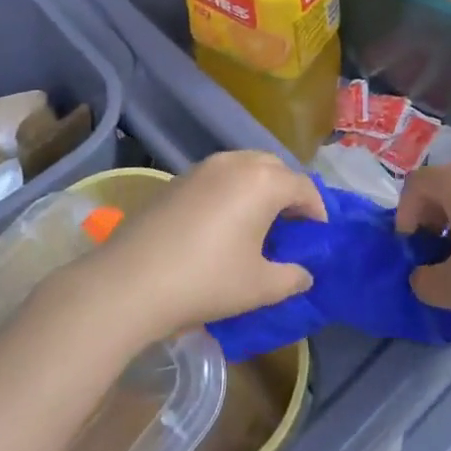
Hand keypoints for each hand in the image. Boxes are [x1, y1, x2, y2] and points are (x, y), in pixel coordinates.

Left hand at [87, 151, 326, 340]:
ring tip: (258, 224)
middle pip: (274, 168)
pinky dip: (232, 191)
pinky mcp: (178, 179)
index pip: (303, 187)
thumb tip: (303, 273)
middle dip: (289, 193)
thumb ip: (291, 277)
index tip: (319, 236)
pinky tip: (223, 224)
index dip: (317, 211)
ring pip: (244, 167)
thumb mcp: (259, 287)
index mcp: (263, 182)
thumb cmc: (206, 280)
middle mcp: (236, 163)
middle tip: (291, 227)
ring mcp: (203, 167)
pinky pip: (218, 176)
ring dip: (259, 188)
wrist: (131, 280)